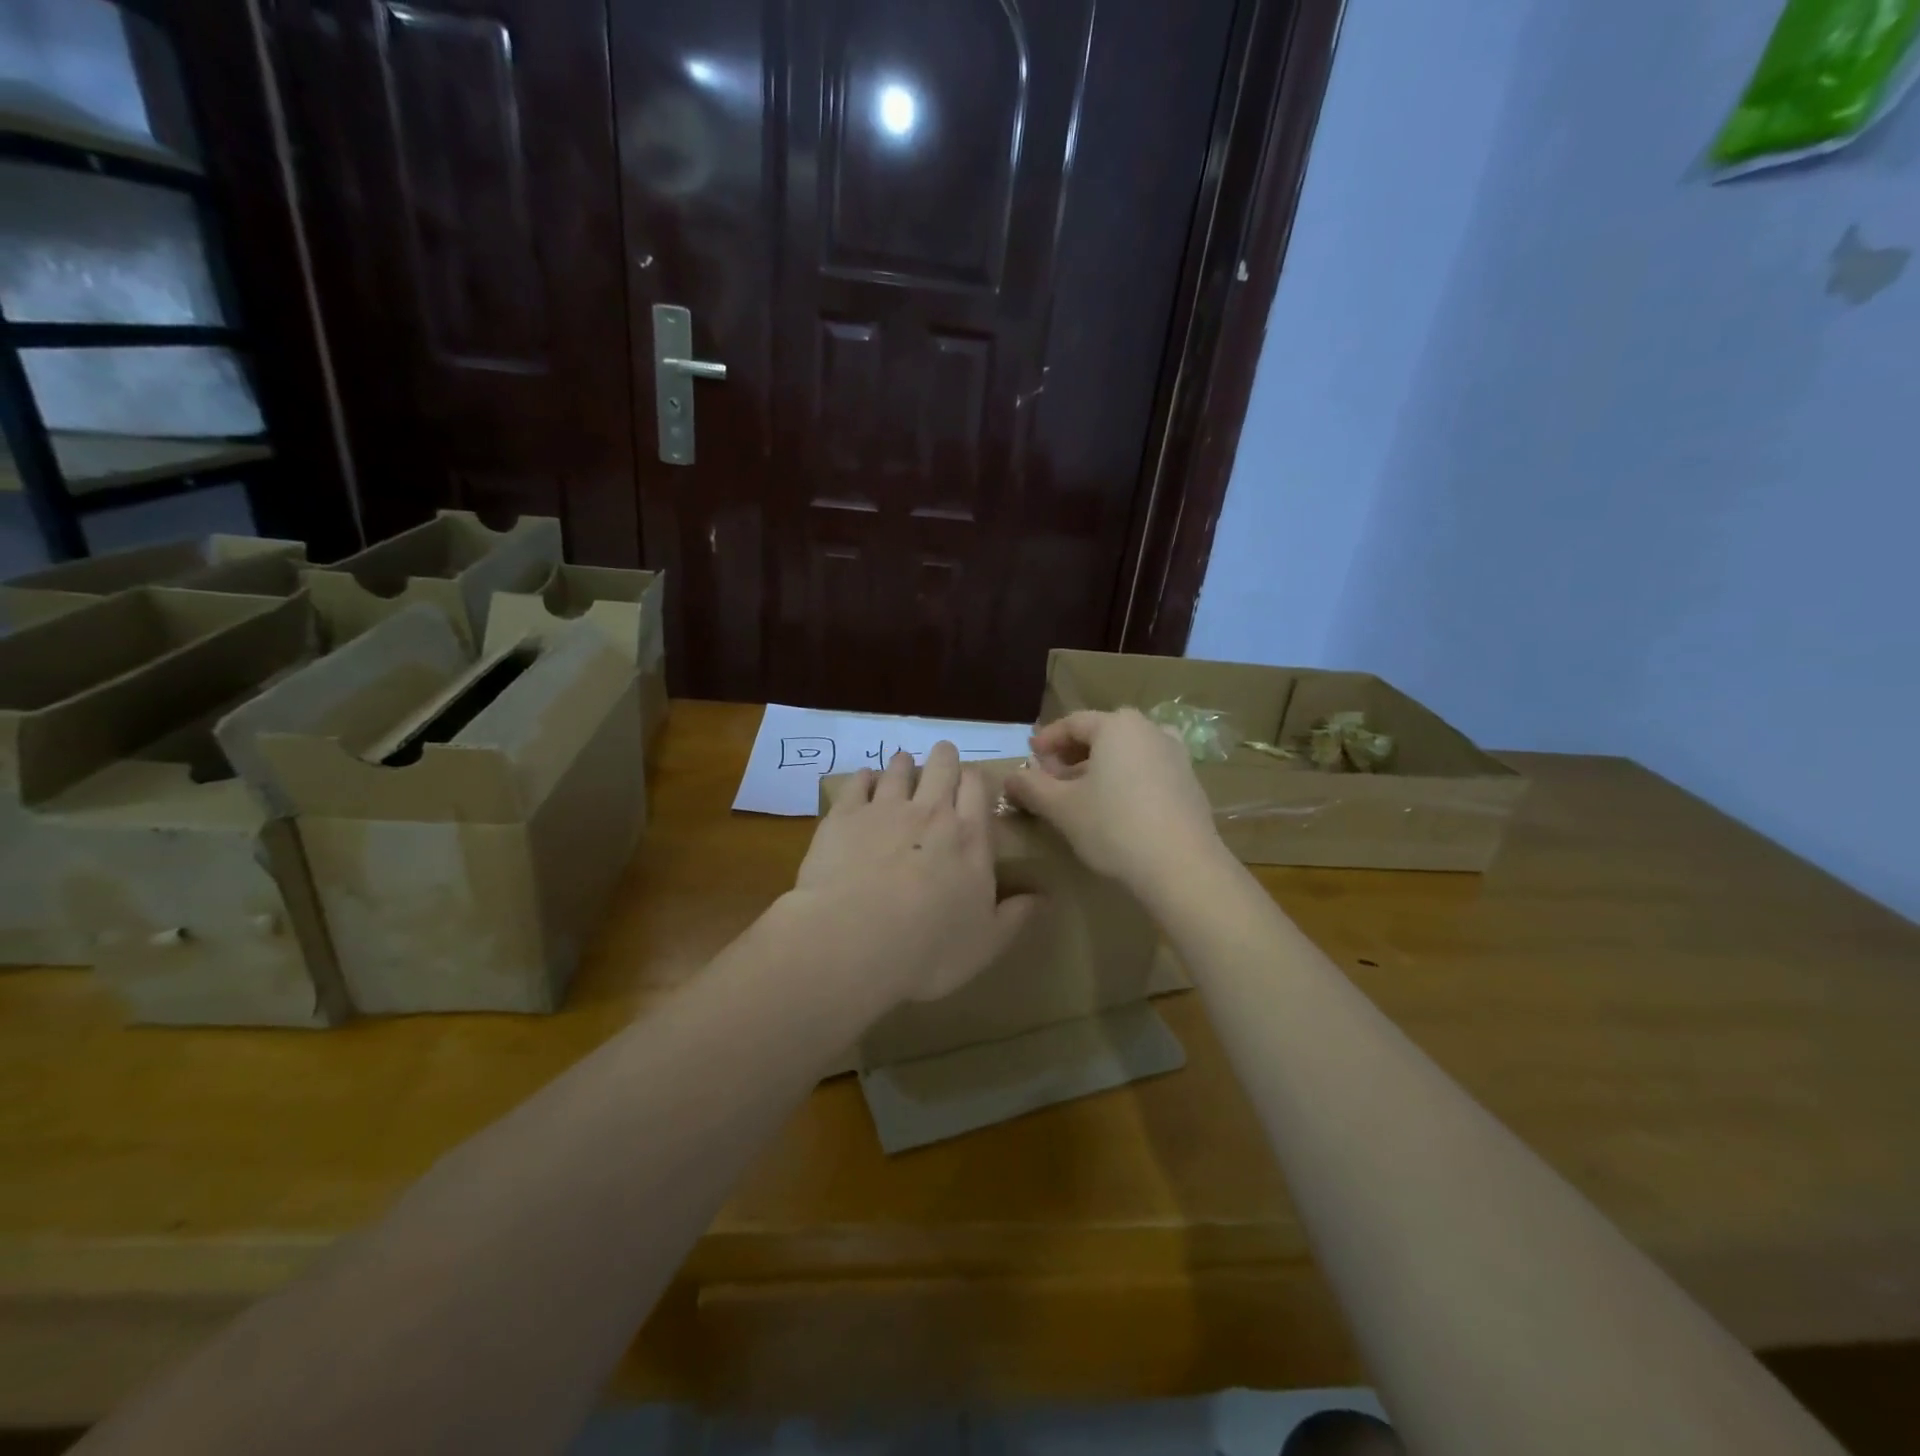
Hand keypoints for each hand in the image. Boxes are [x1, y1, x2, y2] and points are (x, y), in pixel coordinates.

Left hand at [794, 742, 1038, 1003]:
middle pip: (942, 767)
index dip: (975, 779)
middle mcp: (931, 812)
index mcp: (970, 838)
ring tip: (903, 763)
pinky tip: (865, 779)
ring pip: (899, 769)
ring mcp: (885, 809)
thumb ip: (1016, 915)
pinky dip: (864, 777)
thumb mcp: (987, 943)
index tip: (973, 781)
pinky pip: (857, 782)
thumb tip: (1044, 896)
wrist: (854, 942)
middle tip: (943, 757)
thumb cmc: (929, 949)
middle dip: (945, 758)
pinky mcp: (845, 815)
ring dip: (904, 764)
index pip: (978, 788)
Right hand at [1004, 708, 1220, 893]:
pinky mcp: (1190, 783)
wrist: (1182, 867)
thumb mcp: (1061, 807)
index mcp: (1117, 725)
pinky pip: (1147, 770)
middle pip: (1101, 735)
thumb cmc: (1114, 827)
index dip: (1046, 741)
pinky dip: (1125, 780)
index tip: (1029, 758)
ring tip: (1080, 794)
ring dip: (1099, 768)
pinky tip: (1115, 808)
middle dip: (1072, 755)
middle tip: (1051, 778)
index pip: (1072, 723)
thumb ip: (1031, 787)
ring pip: (1126, 753)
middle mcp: (1150, 729)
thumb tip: (1010, 776)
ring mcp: (1176, 755)